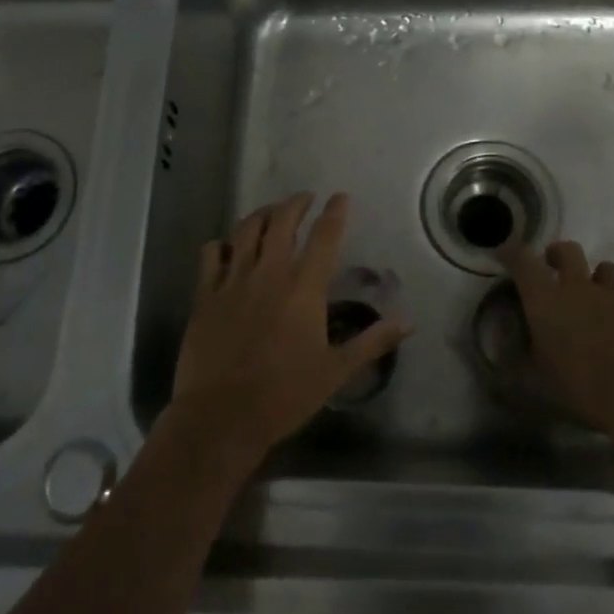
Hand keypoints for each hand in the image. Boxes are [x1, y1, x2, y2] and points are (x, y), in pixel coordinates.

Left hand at [170, 192, 409, 465]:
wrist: (222, 417)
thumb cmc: (285, 395)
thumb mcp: (336, 371)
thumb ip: (372, 341)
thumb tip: (408, 322)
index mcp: (303, 287)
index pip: (324, 236)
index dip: (334, 212)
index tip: (340, 197)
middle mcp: (269, 273)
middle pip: (282, 221)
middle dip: (296, 204)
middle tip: (305, 199)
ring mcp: (233, 280)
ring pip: (246, 230)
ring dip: (261, 214)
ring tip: (271, 212)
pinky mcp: (205, 294)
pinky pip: (211, 254)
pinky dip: (221, 244)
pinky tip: (226, 246)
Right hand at [500, 240, 613, 440]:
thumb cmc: (578, 388)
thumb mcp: (533, 382)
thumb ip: (515, 361)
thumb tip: (503, 353)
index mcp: (545, 300)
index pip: (523, 260)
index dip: (513, 253)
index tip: (507, 255)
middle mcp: (579, 288)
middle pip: (568, 250)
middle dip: (558, 255)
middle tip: (554, 271)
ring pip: (605, 269)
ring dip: (597, 280)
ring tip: (596, 302)